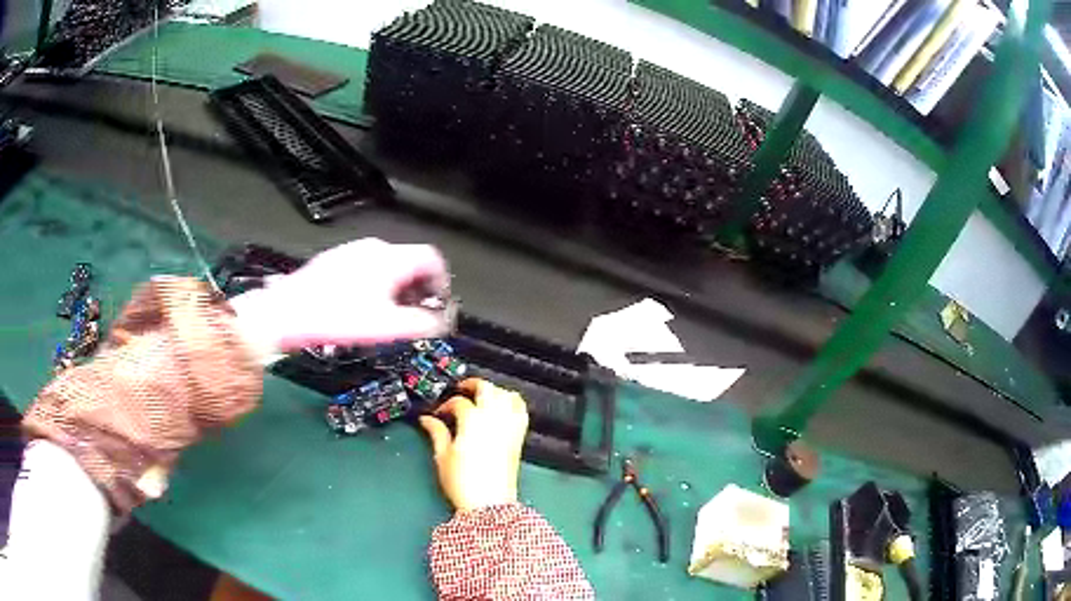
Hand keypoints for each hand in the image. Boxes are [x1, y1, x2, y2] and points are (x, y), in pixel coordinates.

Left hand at [230, 238, 449, 354]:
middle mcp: (374, 248)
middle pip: (409, 262)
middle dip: (418, 289)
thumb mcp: (386, 326)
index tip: (437, 304)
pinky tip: (361, 307)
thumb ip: (420, 323)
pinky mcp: (335, 260)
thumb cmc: (337, 317)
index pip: (432, 259)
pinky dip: (375, 285)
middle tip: (414, 315)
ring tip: (387, 315)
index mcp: (390, 259)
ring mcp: (352, 251)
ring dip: (396, 288)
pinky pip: (366, 268)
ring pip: (387, 265)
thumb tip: (441, 323)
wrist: (287, 312)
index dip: (442, 282)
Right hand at [419, 379, 528, 511]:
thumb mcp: (442, 457)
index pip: (458, 402)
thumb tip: (427, 419)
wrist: (489, 504)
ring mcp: (509, 427)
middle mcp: (493, 419)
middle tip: (460, 390)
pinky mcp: (518, 437)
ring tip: (481, 397)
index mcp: (472, 422)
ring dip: (494, 391)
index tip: (438, 413)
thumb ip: (436, 432)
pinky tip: (502, 408)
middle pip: (486, 388)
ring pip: (506, 394)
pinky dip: (512, 403)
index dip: (445, 405)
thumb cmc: (463, 483)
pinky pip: (521, 410)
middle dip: (472, 385)